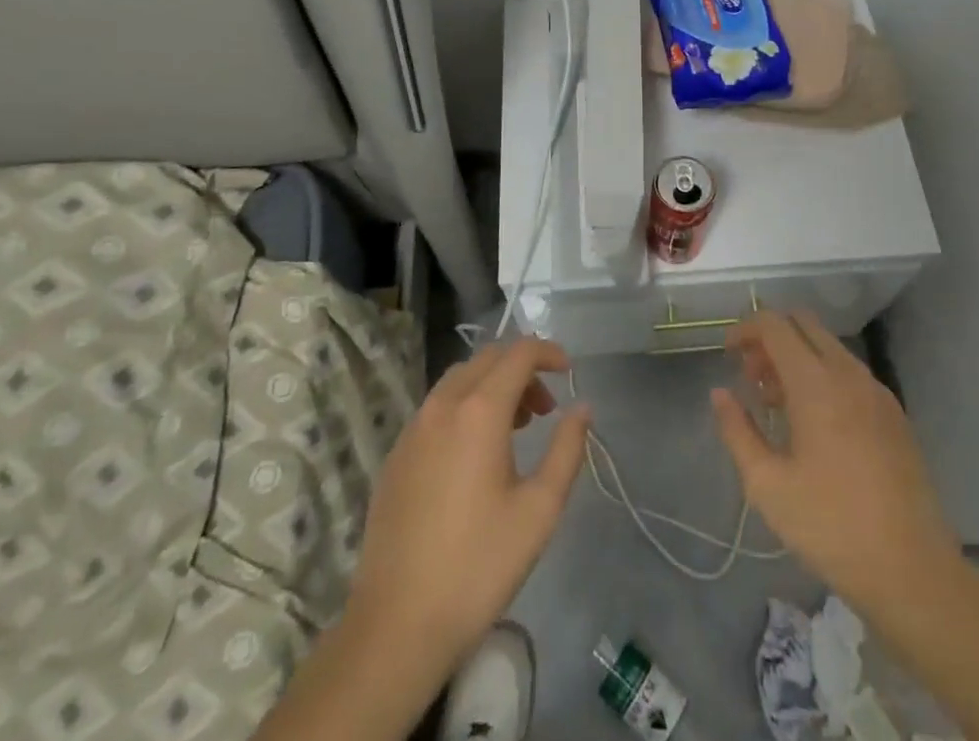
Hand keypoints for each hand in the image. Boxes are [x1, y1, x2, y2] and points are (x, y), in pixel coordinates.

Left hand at [344, 338, 591, 680]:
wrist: (396, 625)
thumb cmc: (478, 566)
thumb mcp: (539, 510)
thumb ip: (567, 449)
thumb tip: (582, 409)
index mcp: (479, 411)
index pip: (518, 353)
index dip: (548, 353)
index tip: (570, 373)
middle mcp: (442, 405)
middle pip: (488, 359)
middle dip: (522, 370)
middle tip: (545, 409)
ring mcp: (413, 428)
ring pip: (460, 380)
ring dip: (493, 387)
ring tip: (516, 429)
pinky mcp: (396, 454)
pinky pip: (437, 407)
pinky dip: (465, 406)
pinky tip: (476, 454)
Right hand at [712, 311, 963, 613]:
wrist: (913, 572)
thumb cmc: (831, 527)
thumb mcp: (768, 486)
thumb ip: (738, 431)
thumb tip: (720, 394)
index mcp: (816, 383)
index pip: (775, 325)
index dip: (746, 329)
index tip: (727, 354)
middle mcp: (849, 373)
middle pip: (804, 324)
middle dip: (771, 338)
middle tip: (751, 377)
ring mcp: (877, 391)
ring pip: (828, 346)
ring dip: (797, 357)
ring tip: (776, 405)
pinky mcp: (894, 413)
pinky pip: (849, 372)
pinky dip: (823, 375)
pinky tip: (814, 423)